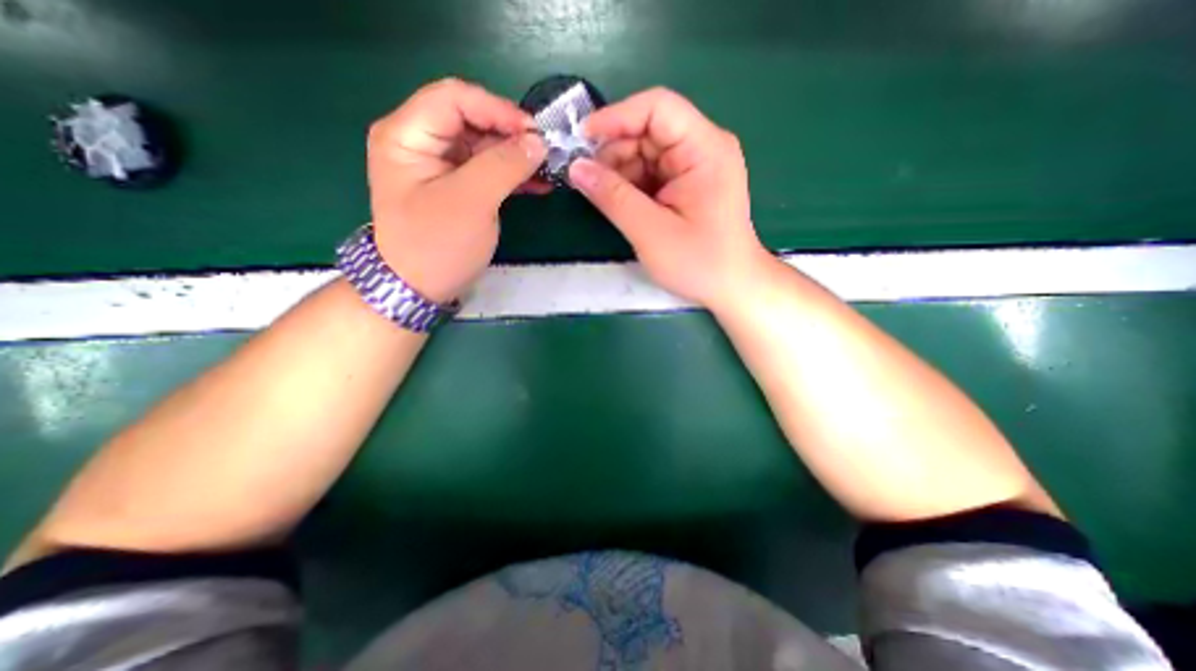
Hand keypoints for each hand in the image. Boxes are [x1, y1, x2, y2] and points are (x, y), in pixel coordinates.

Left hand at [368, 76, 547, 302]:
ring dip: (516, 156)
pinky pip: (488, 170)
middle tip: (545, 152)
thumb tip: (538, 142)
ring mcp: (440, 167)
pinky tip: (537, 183)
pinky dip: (513, 175)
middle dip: (511, 134)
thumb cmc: (437, 246)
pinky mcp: (458, 188)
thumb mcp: (471, 203)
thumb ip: (504, 165)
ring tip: (548, 168)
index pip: (454, 98)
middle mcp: (420, 143)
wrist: (420, 289)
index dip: (497, 109)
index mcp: (407, 135)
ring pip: (484, 146)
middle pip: (470, 119)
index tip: (535, 133)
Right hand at [566, 83, 766, 307]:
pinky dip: (631, 185)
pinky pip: (652, 173)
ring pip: (647, 153)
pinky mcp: (689, 185)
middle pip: (649, 130)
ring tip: (602, 196)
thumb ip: (612, 197)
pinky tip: (619, 203)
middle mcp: (703, 148)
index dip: (616, 117)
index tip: (581, 141)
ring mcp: (696, 167)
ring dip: (620, 171)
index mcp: (704, 149)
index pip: (657, 107)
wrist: (732, 287)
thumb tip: (576, 167)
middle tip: (587, 179)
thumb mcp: (651, 232)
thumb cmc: (699, 262)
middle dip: (615, 151)